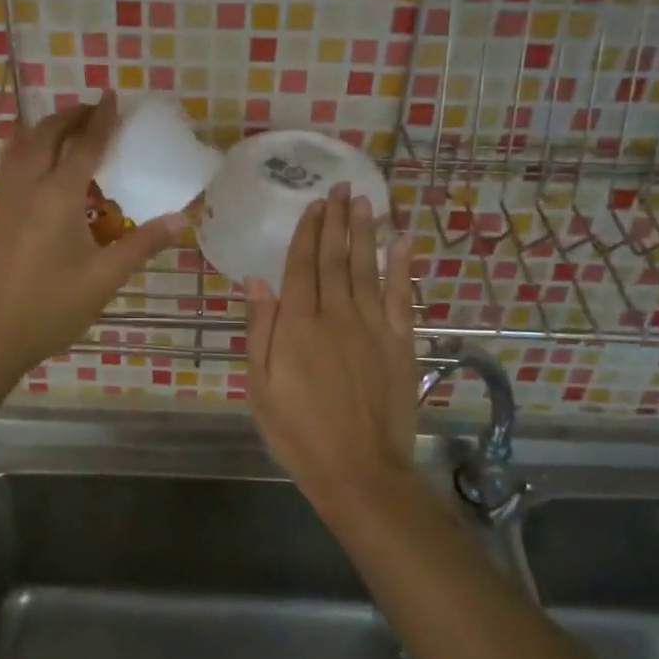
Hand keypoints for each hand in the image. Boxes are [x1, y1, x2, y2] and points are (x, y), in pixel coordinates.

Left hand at [0, 93, 185, 378]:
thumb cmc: (52, 306)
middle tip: (96, 111)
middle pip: (47, 134)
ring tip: (71, 129)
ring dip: (47, 128)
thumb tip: (181, 219)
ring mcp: (8, 200)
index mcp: (58, 196)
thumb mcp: (105, 278)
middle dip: (72, 116)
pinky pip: (13, 165)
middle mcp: (29, 187)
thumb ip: (142, 244)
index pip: (84, 145)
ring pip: (23, 145)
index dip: (101, 120)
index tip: (113, 96)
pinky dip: (29, 148)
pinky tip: (39, 163)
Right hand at [244, 185, 419, 510]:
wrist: (358, 470)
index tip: (312, 204)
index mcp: (297, 324)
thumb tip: (256, 280)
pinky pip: (401, 296)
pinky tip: (402, 241)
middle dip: (335, 220)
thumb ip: (259, 329)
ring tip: (364, 201)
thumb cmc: (298, 432)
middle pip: (334, 258)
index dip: (306, 232)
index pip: (301, 265)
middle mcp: (335, 314)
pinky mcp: (400, 343)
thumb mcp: (260, 386)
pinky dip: (401, 266)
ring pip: (366, 268)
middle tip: (339, 187)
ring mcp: (372, 327)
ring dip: (364, 232)